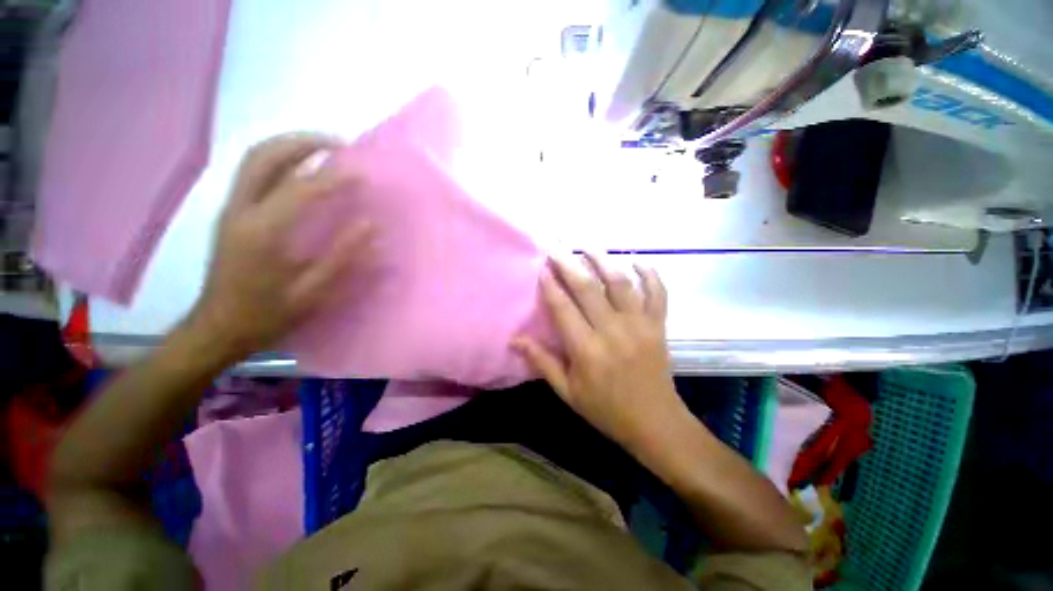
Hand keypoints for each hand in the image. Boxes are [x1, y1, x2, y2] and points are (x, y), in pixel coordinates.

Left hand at [189, 133, 374, 357]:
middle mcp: (240, 211)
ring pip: (254, 159)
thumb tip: (370, 226)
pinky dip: (280, 160)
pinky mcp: (231, 213)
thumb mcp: (312, 293)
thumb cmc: (267, 315)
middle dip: (303, 141)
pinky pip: (253, 173)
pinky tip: (302, 169)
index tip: (362, 173)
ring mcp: (230, 209)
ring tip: (324, 148)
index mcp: (262, 233)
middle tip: (339, 143)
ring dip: (289, 145)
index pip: (299, 189)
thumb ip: (342, 257)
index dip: (333, 178)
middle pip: (264, 155)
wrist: (216, 328)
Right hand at [514, 255, 684, 450]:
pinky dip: (649, 273)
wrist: (654, 422)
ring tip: (588, 245)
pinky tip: (636, 260)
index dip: (550, 285)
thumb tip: (515, 339)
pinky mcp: (658, 325)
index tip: (541, 267)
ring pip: (621, 282)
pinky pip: (657, 292)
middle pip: (588, 288)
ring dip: (603, 260)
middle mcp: (612, 331)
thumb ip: (542, 362)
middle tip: (557, 247)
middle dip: (570, 264)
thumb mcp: (567, 392)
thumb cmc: (606, 409)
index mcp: (586, 349)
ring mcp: (639, 325)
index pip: (563, 308)